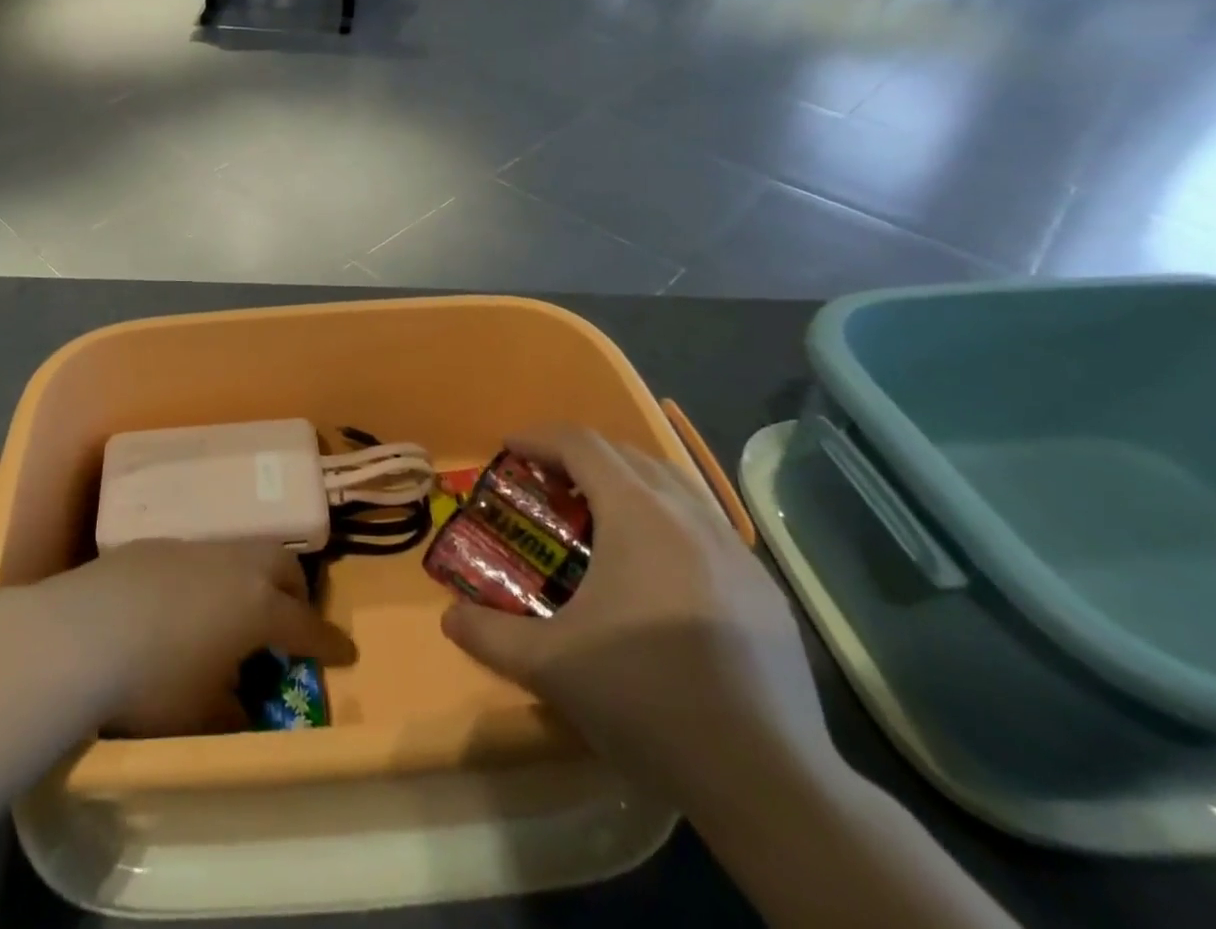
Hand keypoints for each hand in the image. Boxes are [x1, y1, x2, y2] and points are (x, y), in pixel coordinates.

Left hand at [38, 540, 355, 736]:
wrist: (82, 631)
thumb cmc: (154, 680)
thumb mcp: (202, 714)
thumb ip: (234, 710)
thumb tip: (243, 706)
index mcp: (257, 606)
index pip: (306, 625)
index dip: (329, 642)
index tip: (347, 653)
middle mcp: (234, 566)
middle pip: (283, 566)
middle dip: (297, 592)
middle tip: (292, 621)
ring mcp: (196, 548)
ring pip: (243, 553)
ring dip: (254, 578)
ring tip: (239, 610)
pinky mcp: (159, 545)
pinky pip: (202, 556)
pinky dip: (212, 577)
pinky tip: (185, 604)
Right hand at [442, 425, 834, 812]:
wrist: (767, 779)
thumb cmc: (646, 698)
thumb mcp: (550, 666)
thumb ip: (489, 635)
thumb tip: (448, 617)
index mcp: (637, 514)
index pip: (582, 444)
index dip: (540, 437)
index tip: (509, 448)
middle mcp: (688, 514)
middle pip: (627, 454)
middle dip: (580, 456)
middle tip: (547, 484)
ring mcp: (734, 549)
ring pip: (672, 485)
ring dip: (627, 482)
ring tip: (598, 517)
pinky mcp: (763, 587)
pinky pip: (704, 525)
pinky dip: (666, 520)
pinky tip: (657, 571)